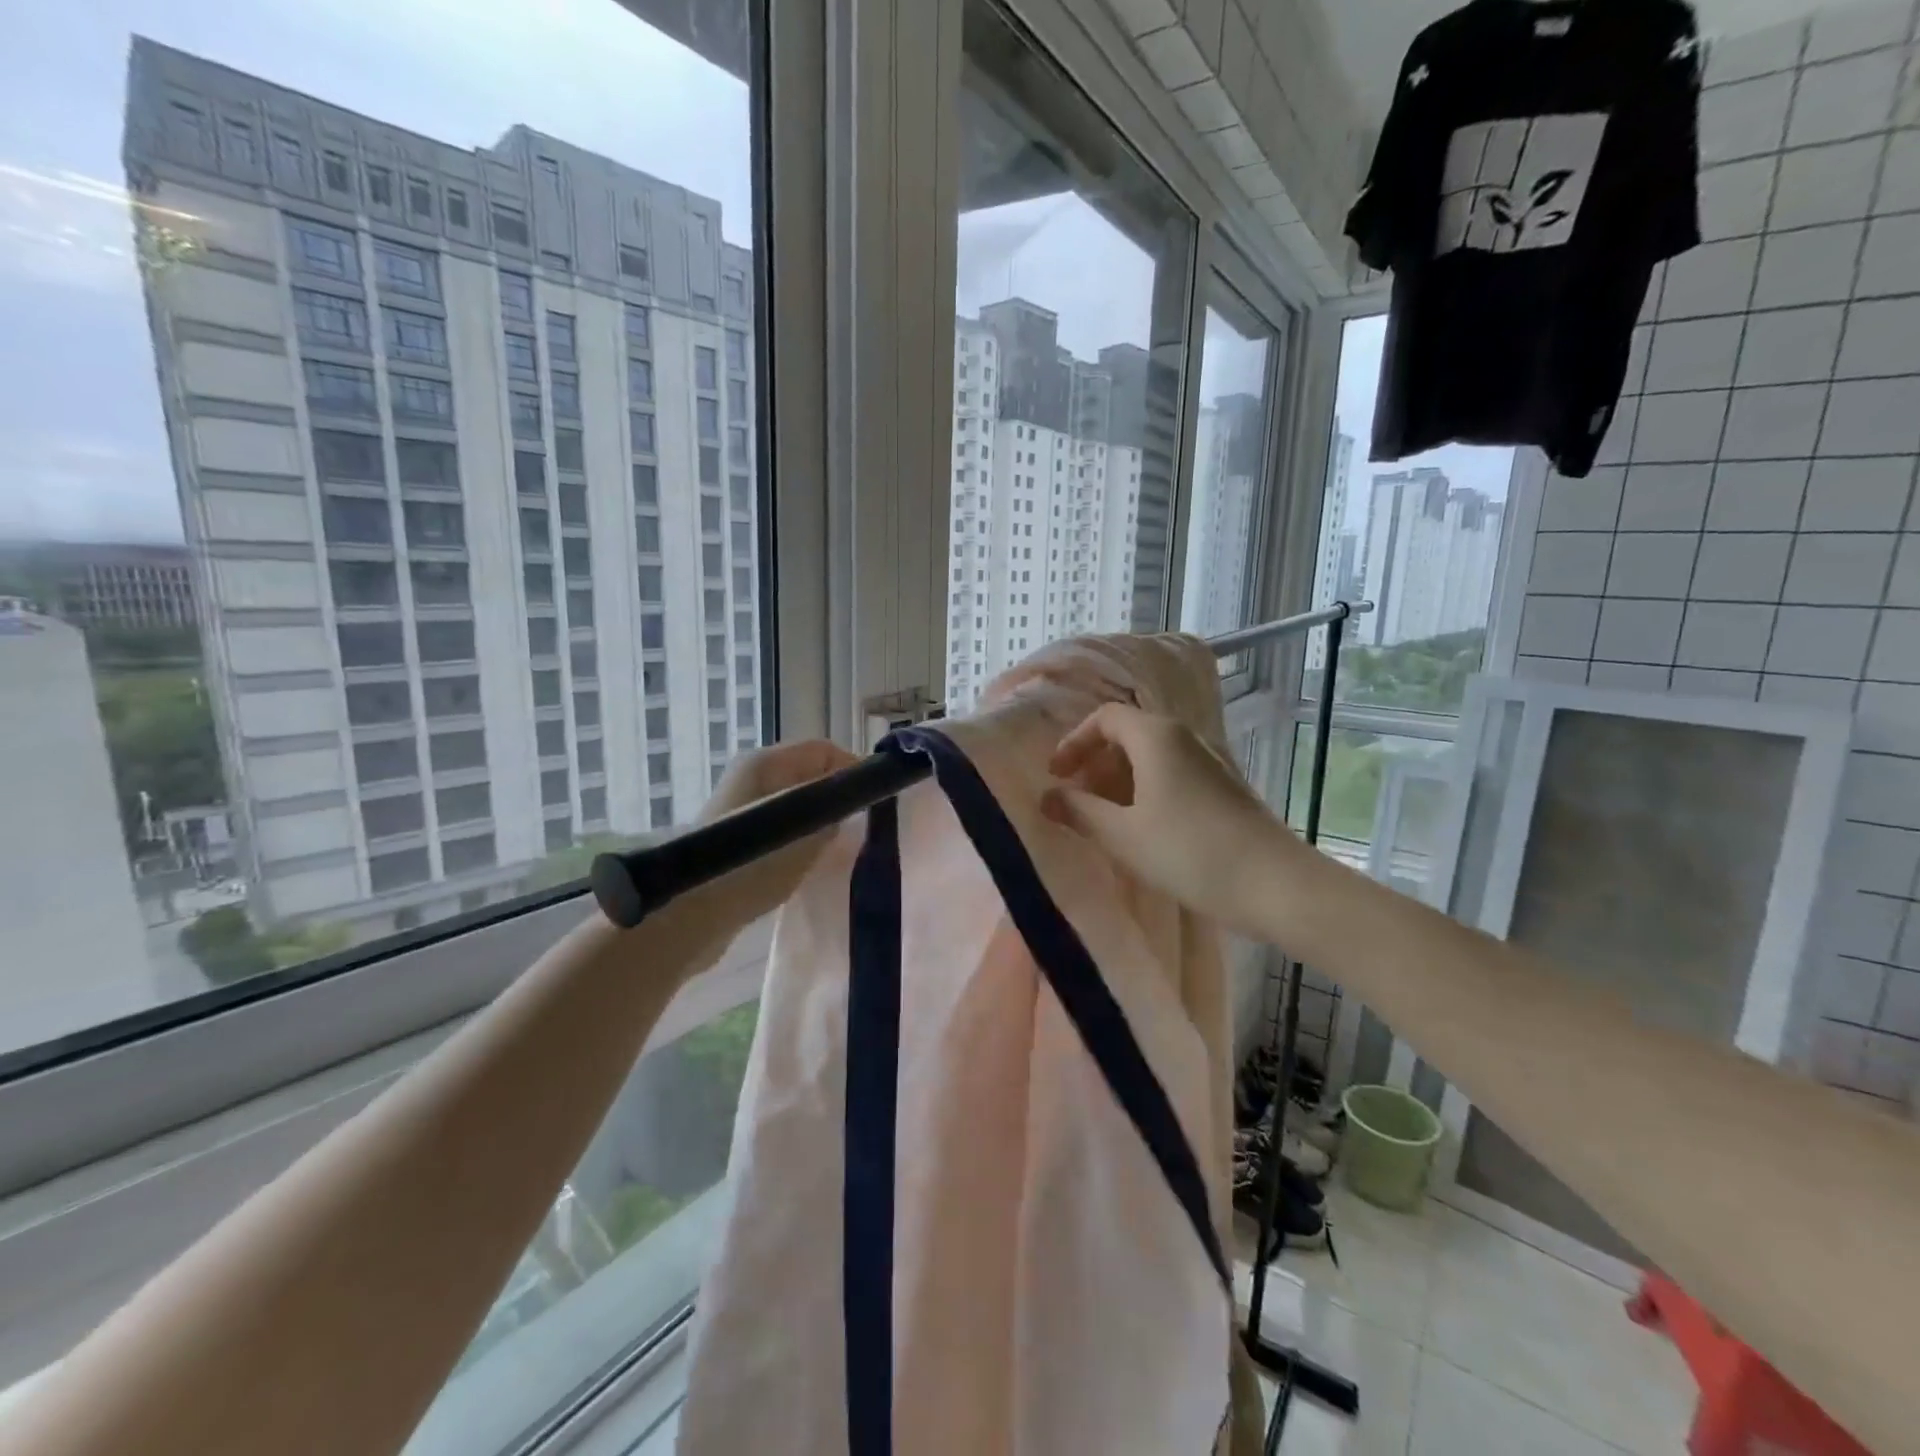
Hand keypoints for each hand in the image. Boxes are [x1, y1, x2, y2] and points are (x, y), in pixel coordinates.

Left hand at [689, 738, 860, 924]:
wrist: (690, 915)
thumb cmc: (751, 863)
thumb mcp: (804, 830)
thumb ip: (834, 810)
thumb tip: (847, 808)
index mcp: (765, 762)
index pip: (824, 750)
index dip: (854, 770)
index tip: (876, 801)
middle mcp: (751, 777)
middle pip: (809, 775)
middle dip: (838, 798)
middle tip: (862, 827)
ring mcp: (741, 809)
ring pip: (796, 805)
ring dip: (819, 823)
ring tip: (840, 849)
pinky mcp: (736, 840)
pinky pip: (781, 829)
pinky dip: (799, 841)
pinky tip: (810, 865)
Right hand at [1043, 704, 1305, 936]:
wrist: (1275, 884)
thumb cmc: (1189, 853)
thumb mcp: (1122, 835)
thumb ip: (1079, 812)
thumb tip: (1047, 797)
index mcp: (1156, 736)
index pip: (1104, 717)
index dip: (1074, 743)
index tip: (1057, 777)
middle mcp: (1184, 738)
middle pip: (1127, 734)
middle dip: (1095, 764)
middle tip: (1077, 802)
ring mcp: (1208, 762)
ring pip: (1151, 757)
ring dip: (1119, 782)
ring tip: (1104, 821)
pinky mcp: (1223, 787)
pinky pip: (1172, 775)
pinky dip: (1146, 792)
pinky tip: (1141, 831)